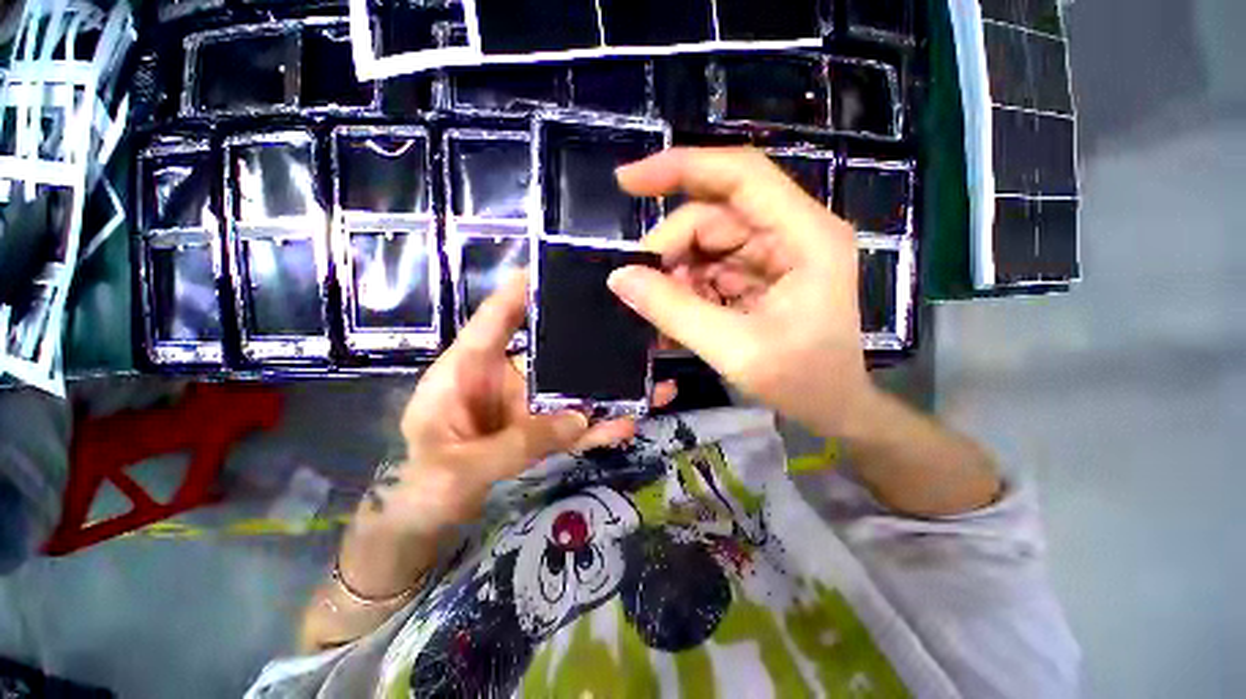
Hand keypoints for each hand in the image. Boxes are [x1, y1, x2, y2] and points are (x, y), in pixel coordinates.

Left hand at [363, 276, 675, 538]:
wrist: (425, 526)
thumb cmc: (421, 488)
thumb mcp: (460, 467)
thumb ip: (519, 442)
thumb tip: (580, 419)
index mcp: (468, 371)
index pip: (495, 320)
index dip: (519, 292)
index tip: (552, 267)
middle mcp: (503, 380)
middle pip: (550, 351)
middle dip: (587, 339)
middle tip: (627, 323)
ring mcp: (527, 408)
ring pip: (573, 390)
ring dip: (609, 388)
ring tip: (651, 380)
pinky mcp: (541, 433)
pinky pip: (575, 425)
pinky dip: (601, 425)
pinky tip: (632, 421)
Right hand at [608, 147, 875, 438]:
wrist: (834, 408)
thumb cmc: (802, 382)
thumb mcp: (734, 349)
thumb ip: (674, 311)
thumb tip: (620, 277)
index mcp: (804, 236)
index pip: (739, 175)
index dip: (680, 168)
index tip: (626, 182)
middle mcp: (791, 232)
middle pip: (714, 214)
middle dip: (672, 248)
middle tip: (641, 287)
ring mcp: (774, 253)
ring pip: (706, 242)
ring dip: (676, 273)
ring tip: (661, 311)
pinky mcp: (759, 274)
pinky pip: (710, 266)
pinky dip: (686, 287)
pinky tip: (676, 314)